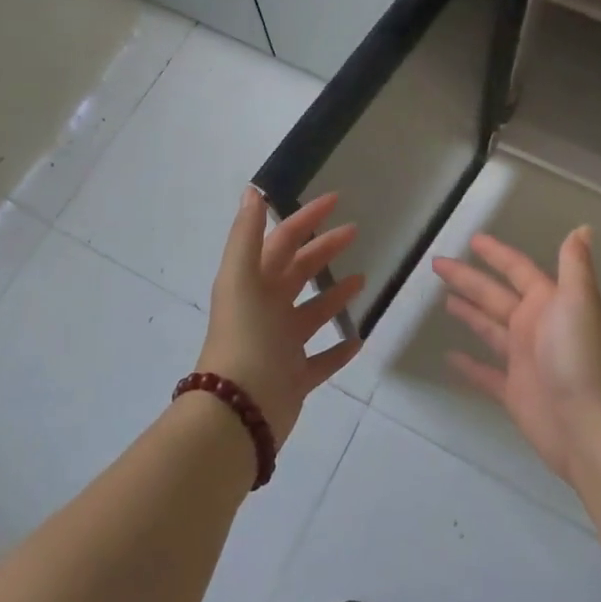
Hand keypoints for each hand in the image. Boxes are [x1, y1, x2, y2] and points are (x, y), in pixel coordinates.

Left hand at [201, 188, 364, 446]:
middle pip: (299, 271)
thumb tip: (253, 190)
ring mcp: (282, 345)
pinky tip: (359, 339)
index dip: (307, 217)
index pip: (283, 239)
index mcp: (254, 283)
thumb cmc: (244, 337)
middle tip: (355, 232)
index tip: (336, 200)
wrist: (238, 411)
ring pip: (312, 313)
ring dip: (334, 295)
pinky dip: (339, 349)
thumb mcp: (241, 278)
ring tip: (362, 280)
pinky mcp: (295, 377)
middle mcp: (267, 309)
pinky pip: (322, 359)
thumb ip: (246, 235)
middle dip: (324, 249)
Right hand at [432, 227, 600, 488]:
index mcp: (549, 304)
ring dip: (469, 313)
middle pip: (495, 296)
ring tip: (443, 300)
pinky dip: (469, 365)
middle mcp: (536, 327)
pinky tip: (449, 356)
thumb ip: (575, 265)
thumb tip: (583, 228)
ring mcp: (524, 360)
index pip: (517, 270)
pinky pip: (485, 373)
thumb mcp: (579, 303)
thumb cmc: (582, 359)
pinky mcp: (515, 392)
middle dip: (468, 279)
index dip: (496, 254)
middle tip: (438, 264)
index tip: (472, 239)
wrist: (592, 428)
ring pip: (489, 329)